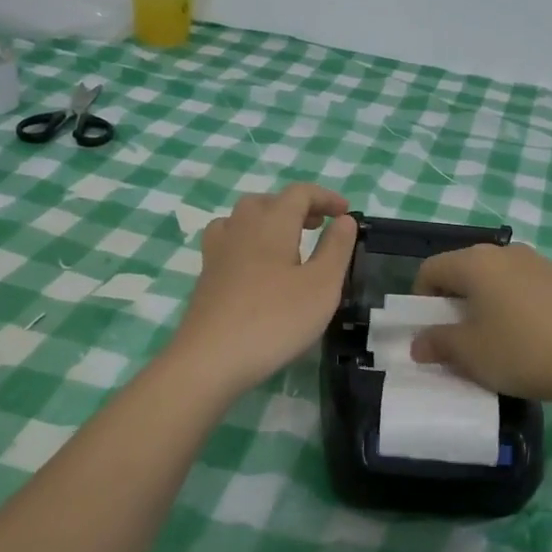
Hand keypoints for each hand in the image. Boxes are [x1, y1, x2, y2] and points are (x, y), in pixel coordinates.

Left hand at [168, 184, 357, 395]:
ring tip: (287, 243)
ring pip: (242, 219)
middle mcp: (241, 228)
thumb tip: (344, 219)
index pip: (299, 193)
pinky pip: (228, 242)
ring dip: (268, 221)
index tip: (345, 214)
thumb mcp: (322, 285)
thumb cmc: (275, 319)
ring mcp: (218, 252)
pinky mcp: (206, 276)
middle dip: (296, 207)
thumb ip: (336, 248)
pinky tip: (256, 267)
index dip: (325, 197)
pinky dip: (248, 242)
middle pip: (267, 201)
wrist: (211, 358)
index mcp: (272, 223)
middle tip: (318, 226)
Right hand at [409, 243, 551, 407]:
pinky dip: (519, 307)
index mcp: (476, 262)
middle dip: (455, 301)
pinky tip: (533, 339)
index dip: (421, 299)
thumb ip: (438, 344)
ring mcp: (543, 263)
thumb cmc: (523, 351)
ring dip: (488, 303)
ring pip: (500, 279)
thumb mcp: (470, 354)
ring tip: (498, 340)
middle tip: (460, 337)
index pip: (431, 269)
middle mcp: (508, 253)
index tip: (429, 330)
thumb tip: (419, 343)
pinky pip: (529, 288)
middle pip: (466, 270)